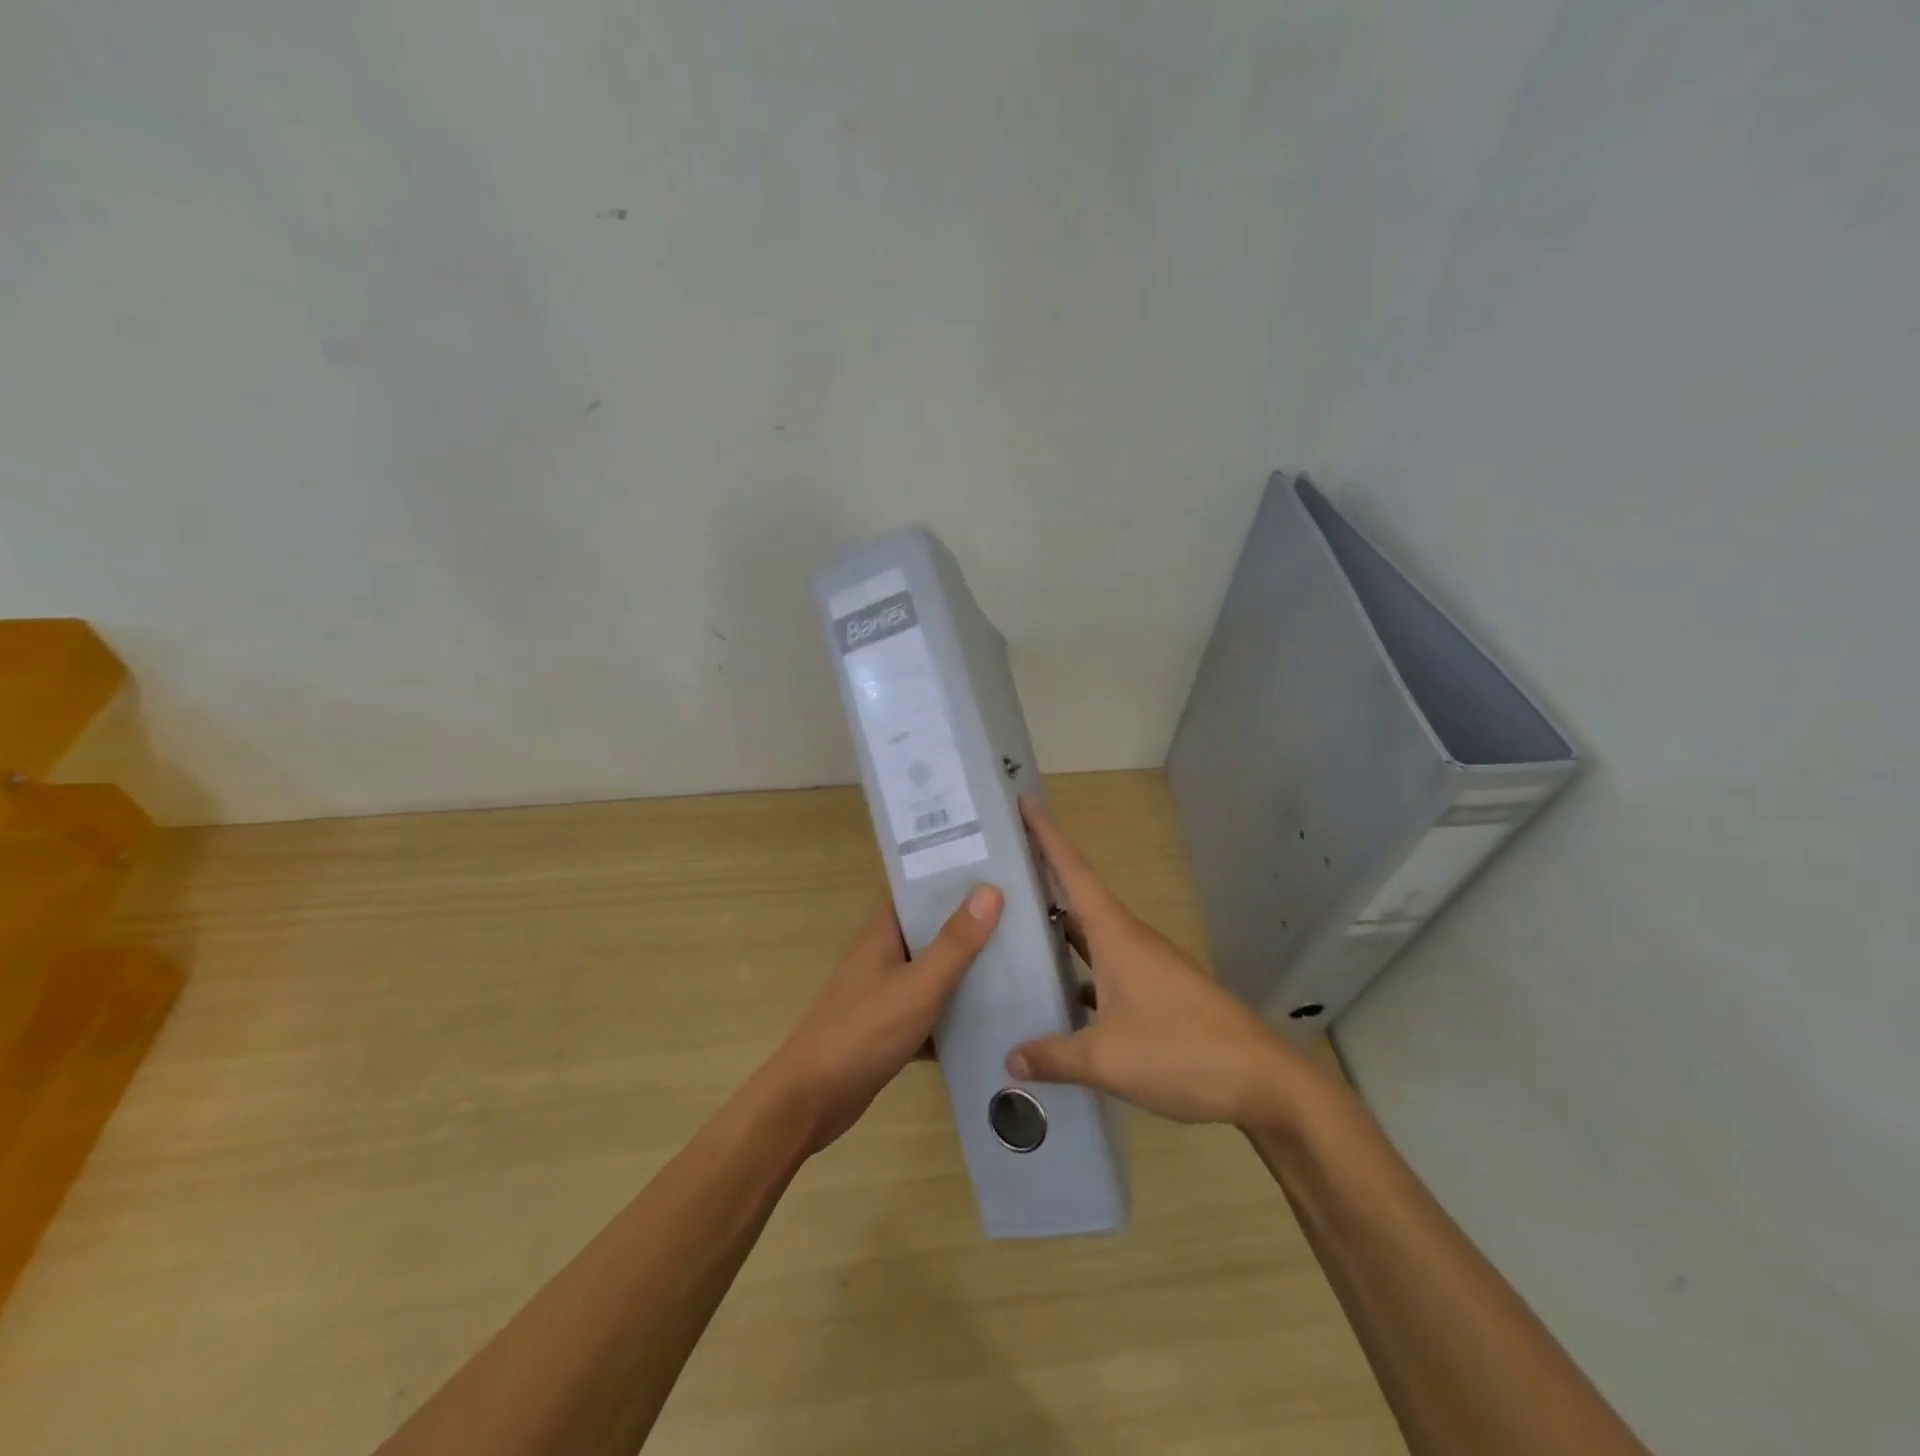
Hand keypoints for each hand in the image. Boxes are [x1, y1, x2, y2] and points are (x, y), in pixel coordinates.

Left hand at [768, 884, 1002, 1152]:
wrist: (811, 1100)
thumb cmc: (863, 1032)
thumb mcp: (918, 986)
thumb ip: (955, 942)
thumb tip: (991, 888)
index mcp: (885, 932)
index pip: (926, 892)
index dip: (962, 883)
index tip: (1006, 876)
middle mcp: (886, 955)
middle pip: (937, 933)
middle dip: (976, 930)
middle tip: (1030, 922)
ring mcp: (888, 992)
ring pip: (938, 974)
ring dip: (970, 975)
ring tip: (1025, 966)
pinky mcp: (892, 1028)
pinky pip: (933, 1013)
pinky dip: (958, 1016)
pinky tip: (998, 1022)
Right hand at [1008, 798, 1324, 1129]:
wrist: (1262, 1080)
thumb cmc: (1181, 1052)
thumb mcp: (1107, 1059)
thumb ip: (1054, 1056)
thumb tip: (1011, 1059)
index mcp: (1116, 935)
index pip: (1074, 871)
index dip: (1047, 835)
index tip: (1025, 801)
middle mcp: (1131, 939)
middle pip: (1080, 896)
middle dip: (1044, 876)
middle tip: (1001, 866)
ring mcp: (1148, 965)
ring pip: (1094, 934)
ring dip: (1060, 926)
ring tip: (1016, 926)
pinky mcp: (1160, 992)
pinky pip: (1107, 966)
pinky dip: (1081, 969)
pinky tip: (1061, 993)